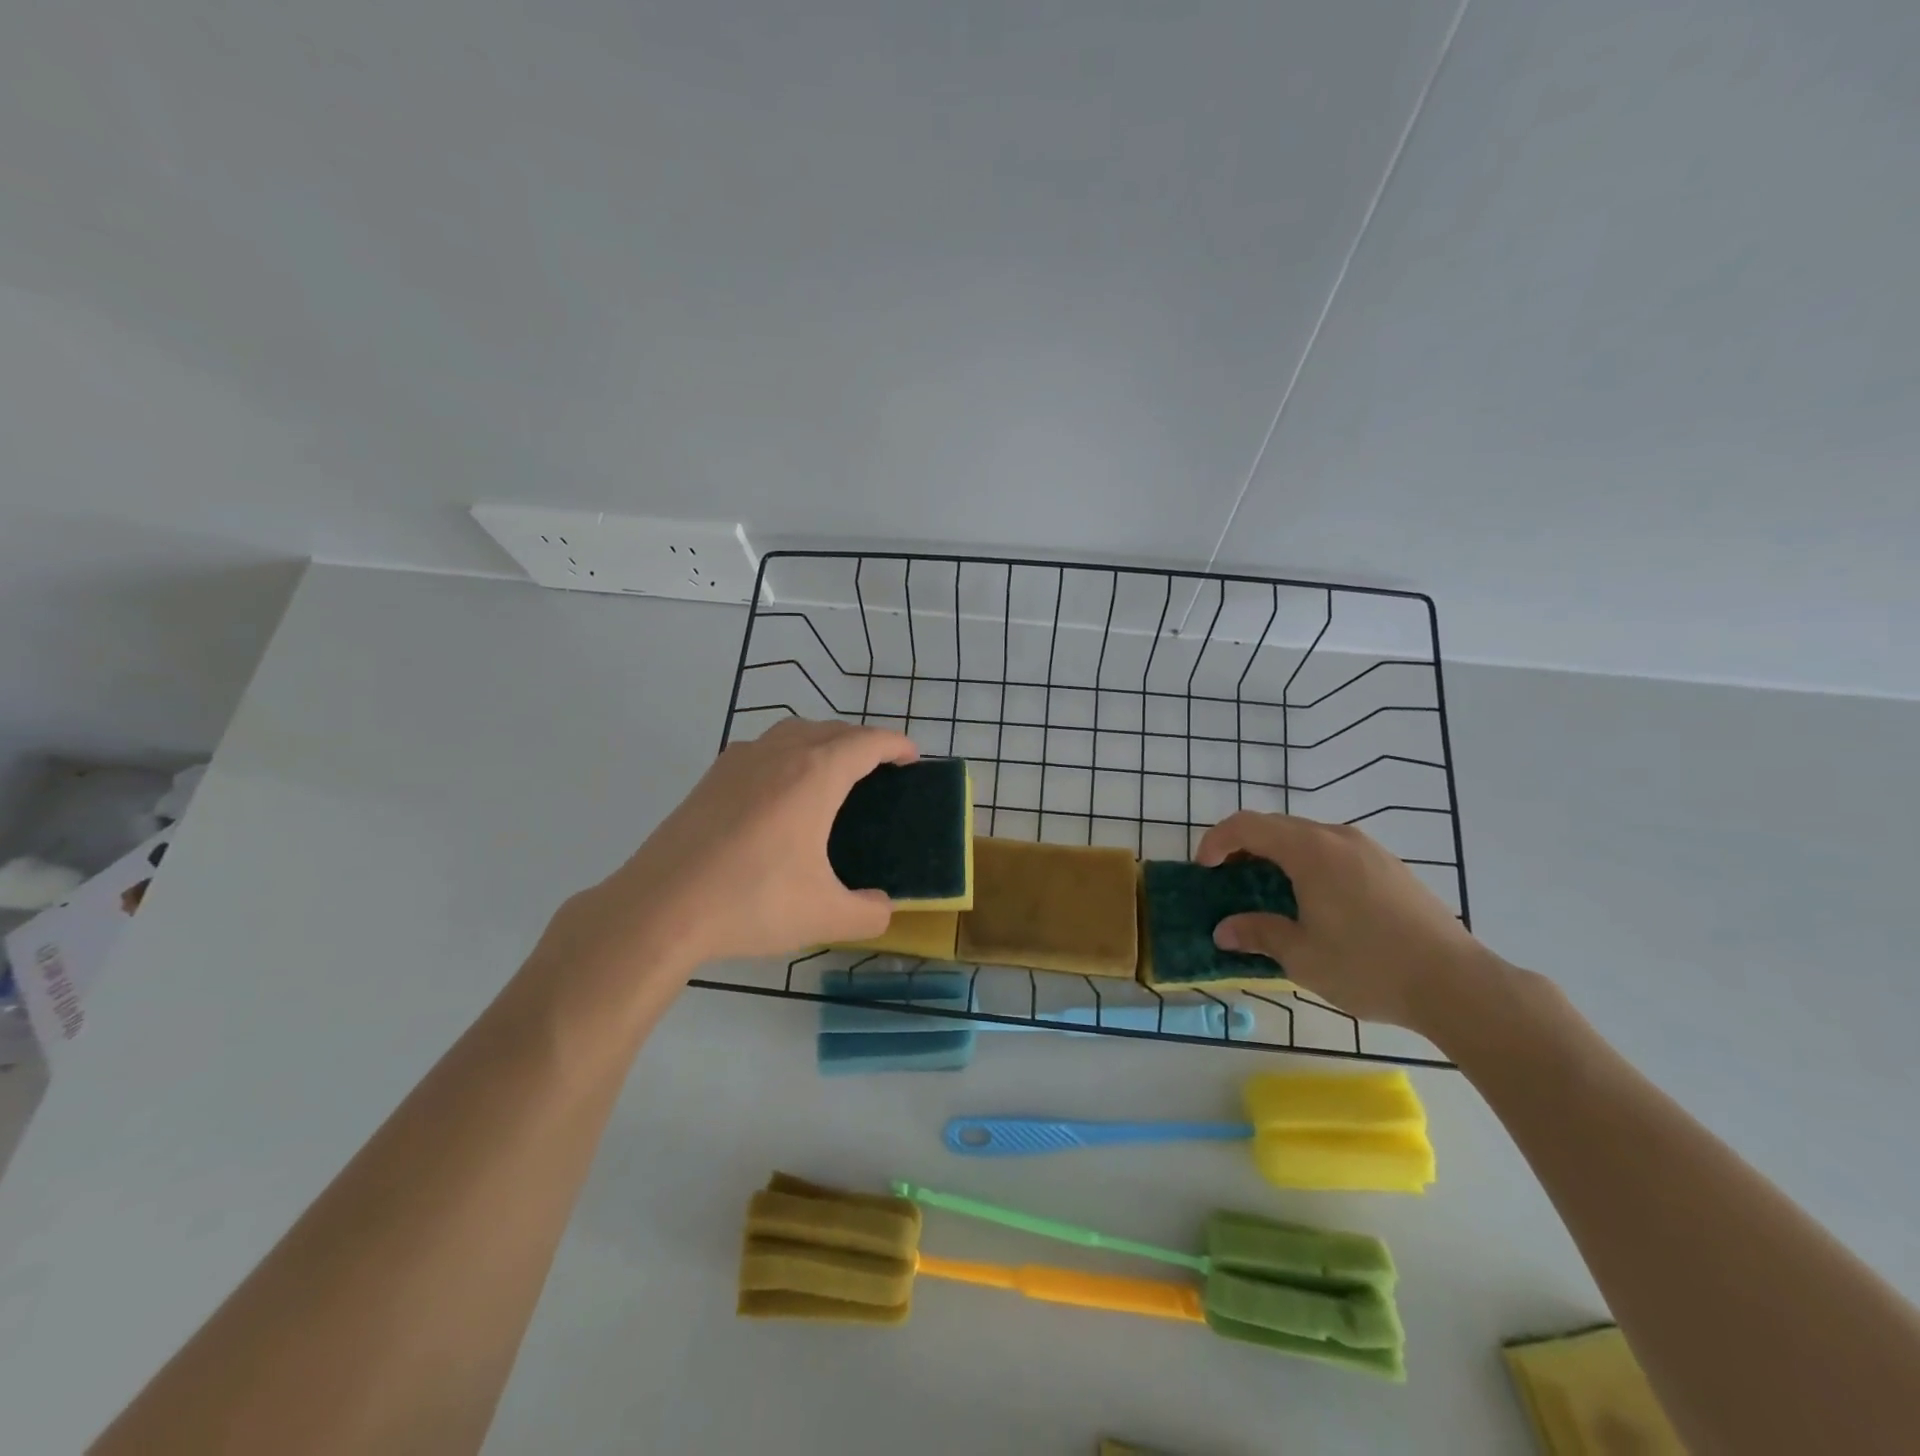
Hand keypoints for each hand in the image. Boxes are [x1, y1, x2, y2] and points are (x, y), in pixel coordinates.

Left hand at [545, 718, 917, 980]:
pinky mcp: (710, 778)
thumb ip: (869, 913)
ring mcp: (739, 761)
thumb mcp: (825, 916)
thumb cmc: (752, 902)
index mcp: (815, 775)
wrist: (660, 908)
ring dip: (822, 740)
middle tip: (879, 768)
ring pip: (793, 732)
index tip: (913, 756)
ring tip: (833, 772)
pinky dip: (787, 754)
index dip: (896, 744)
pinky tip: (780, 792)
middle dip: (862, 741)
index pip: (867, 742)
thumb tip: (882, 908)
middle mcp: (779, 754)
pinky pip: (763, 749)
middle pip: (832, 729)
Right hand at [1194, 811, 1495, 1031]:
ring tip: (1268, 891)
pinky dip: (1308, 863)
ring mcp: (1369, 849)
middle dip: (1244, 846)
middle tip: (1229, 880)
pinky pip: (1334, 850)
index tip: (1205, 869)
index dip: (1217, 841)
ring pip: (1307, 837)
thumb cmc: (1368, 966)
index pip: (1247, 825)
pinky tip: (1314, 900)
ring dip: (1277, 854)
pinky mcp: (1390, 867)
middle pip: (1276, 826)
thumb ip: (1258, 933)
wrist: (1457, 984)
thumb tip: (1223, 930)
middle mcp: (1338, 837)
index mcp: (1310, 850)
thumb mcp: (1301, 955)